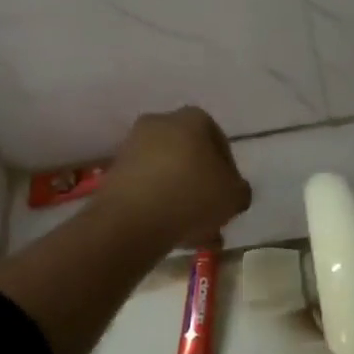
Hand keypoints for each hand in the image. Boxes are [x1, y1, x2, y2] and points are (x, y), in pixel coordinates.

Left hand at [97, 107, 251, 249]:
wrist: (132, 220)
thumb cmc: (191, 196)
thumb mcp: (234, 196)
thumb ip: (240, 191)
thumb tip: (234, 192)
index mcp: (192, 119)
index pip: (218, 140)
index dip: (229, 169)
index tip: (230, 193)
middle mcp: (159, 124)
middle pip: (190, 158)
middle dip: (203, 187)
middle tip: (213, 215)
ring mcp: (132, 148)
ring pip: (168, 176)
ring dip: (182, 201)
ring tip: (197, 235)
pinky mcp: (114, 174)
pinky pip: (147, 189)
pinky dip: (160, 207)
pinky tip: (174, 235)